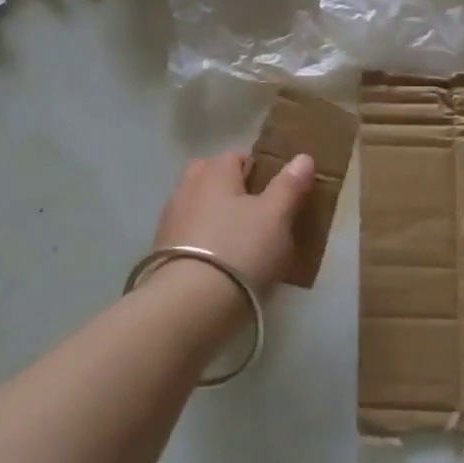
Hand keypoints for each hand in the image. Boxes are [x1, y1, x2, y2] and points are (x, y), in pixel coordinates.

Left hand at [149, 151, 314, 290]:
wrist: (188, 306)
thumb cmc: (239, 250)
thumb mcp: (276, 216)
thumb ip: (290, 185)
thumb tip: (303, 157)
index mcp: (214, 171)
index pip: (237, 156)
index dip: (259, 170)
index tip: (277, 194)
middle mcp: (186, 187)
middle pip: (211, 177)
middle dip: (231, 189)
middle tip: (256, 214)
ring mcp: (169, 220)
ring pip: (198, 207)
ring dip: (215, 217)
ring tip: (240, 244)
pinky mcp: (160, 253)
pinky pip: (189, 236)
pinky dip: (203, 243)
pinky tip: (219, 264)